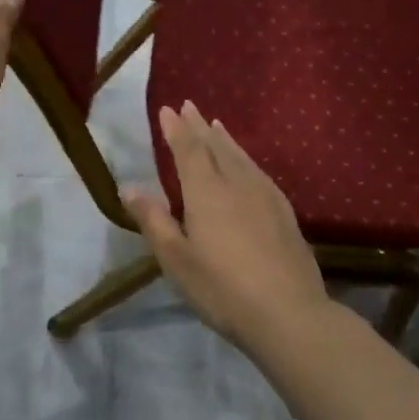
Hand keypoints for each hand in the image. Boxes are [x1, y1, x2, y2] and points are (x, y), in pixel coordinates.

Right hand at [123, 102, 333, 352]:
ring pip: (242, 157)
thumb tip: (129, 187)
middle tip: (189, 105)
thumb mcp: (176, 260)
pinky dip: (247, 158)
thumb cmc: (222, 289)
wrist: (289, 313)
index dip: (176, 129)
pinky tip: (249, 166)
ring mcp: (266, 197)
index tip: (167, 109)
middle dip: (199, 126)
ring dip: (225, 139)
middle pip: (216, 147)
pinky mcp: (285, 213)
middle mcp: (237, 184)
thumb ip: (154, 220)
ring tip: (216, 125)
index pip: (188, 151)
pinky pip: (260, 172)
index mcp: (206, 192)